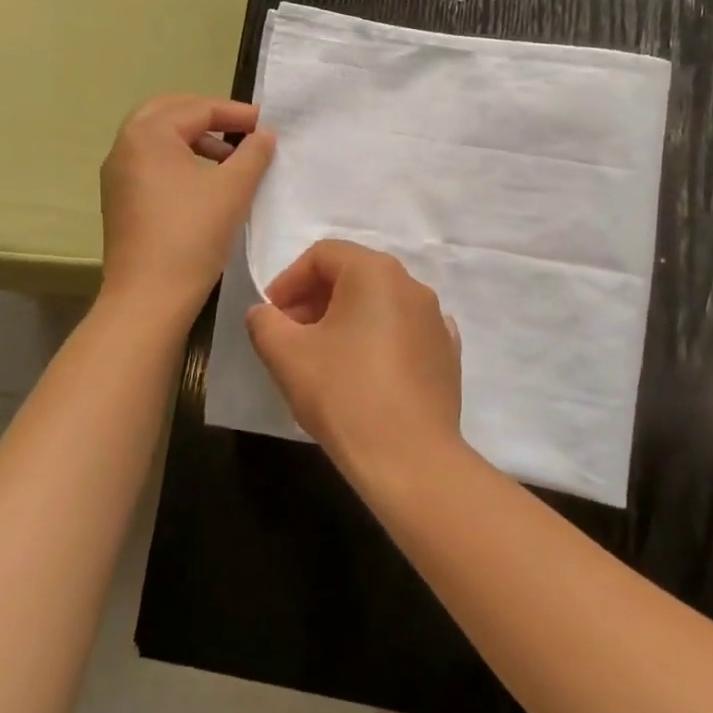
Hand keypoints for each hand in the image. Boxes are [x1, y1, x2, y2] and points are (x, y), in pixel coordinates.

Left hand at [99, 95, 274, 322]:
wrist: (150, 296)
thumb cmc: (192, 234)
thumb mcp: (233, 189)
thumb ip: (253, 153)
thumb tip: (264, 134)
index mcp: (148, 135)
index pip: (197, 108)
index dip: (236, 113)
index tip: (267, 123)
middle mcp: (125, 147)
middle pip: (169, 112)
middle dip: (207, 115)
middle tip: (241, 127)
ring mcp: (118, 175)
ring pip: (158, 138)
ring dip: (194, 138)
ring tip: (230, 157)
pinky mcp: (121, 200)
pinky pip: (151, 162)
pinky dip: (179, 158)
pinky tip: (206, 182)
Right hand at [245, 241, 463, 479]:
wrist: (410, 457)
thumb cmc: (344, 394)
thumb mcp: (287, 355)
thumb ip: (265, 323)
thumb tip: (264, 313)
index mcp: (376, 272)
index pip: (324, 254)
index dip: (289, 280)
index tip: (272, 315)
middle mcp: (412, 285)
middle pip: (354, 276)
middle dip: (315, 299)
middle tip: (290, 336)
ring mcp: (436, 319)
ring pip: (380, 305)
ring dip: (346, 320)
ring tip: (323, 358)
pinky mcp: (447, 354)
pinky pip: (405, 333)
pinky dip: (379, 341)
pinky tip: (364, 371)